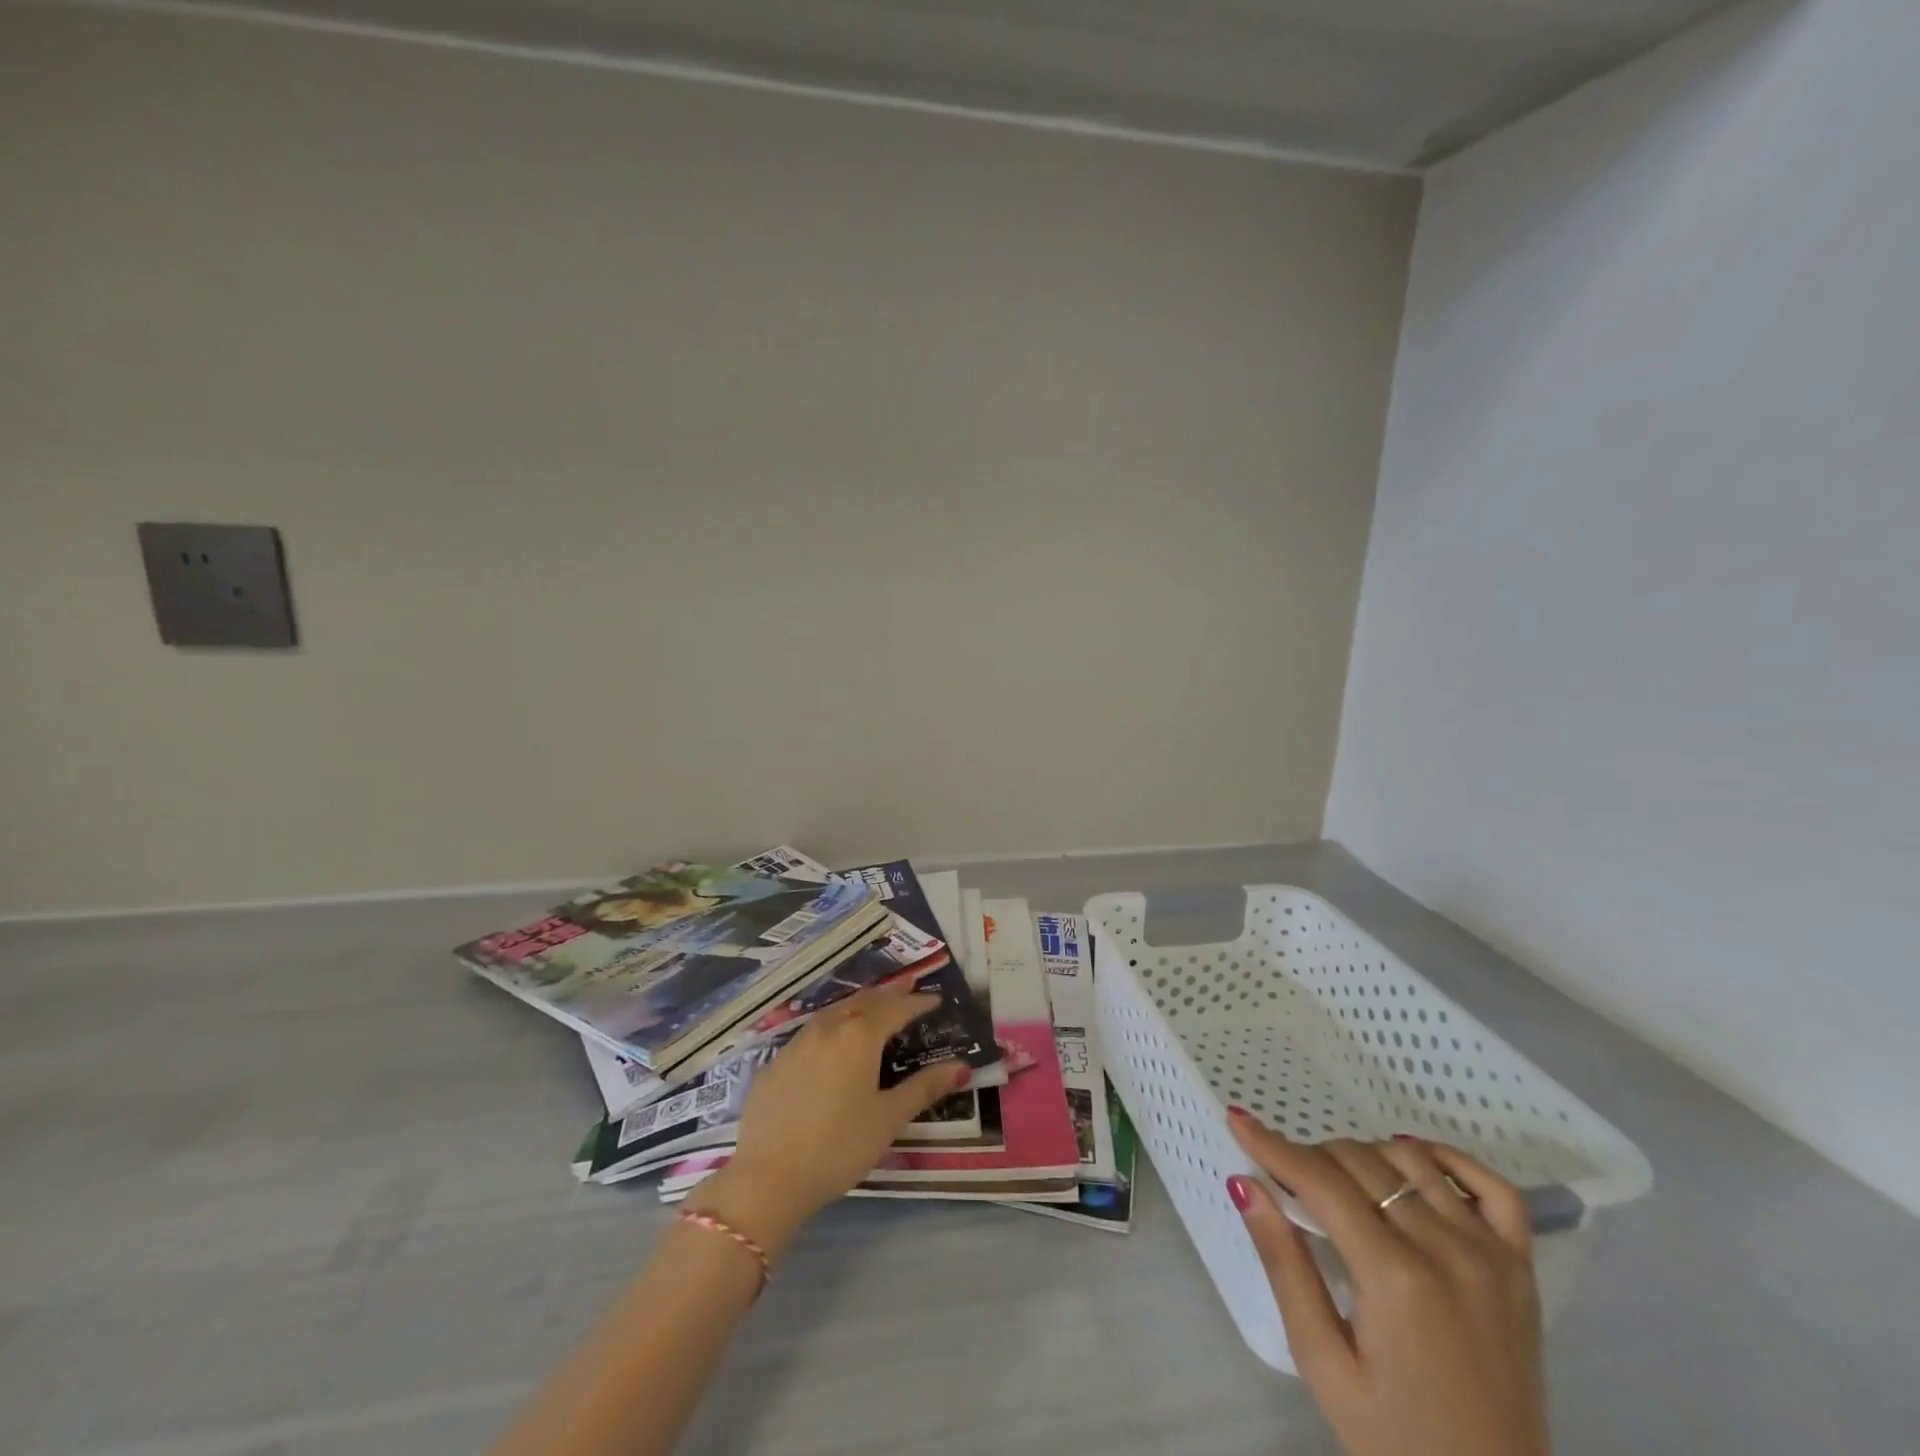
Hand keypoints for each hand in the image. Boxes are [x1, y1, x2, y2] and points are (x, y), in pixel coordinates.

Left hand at [687, 978, 963, 1260]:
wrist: (767, 1178)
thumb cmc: (839, 1146)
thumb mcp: (888, 1119)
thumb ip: (924, 1088)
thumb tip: (961, 1067)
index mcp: (859, 1036)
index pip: (896, 1009)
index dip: (917, 1002)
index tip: (935, 999)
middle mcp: (828, 1028)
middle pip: (863, 1002)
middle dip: (888, 994)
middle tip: (908, 988)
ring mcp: (795, 1044)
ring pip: (833, 1012)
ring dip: (857, 1006)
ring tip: (872, 1007)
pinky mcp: (773, 1065)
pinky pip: (809, 1034)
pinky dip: (830, 1028)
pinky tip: (830, 1043)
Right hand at [1226, 1113, 1548, 1455]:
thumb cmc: (1393, 1439)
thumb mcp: (1321, 1360)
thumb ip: (1283, 1264)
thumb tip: (1244, 1183)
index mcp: (1395, 1277)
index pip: (1321, 1181)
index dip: (1273, 1145)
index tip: (1239, 1121)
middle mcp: (1447, 1251)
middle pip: (1362, 1163)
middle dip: (1312, 1158)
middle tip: (1287, 1183)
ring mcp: (1492, 1258)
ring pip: (1412, 1163)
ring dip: (1364, 1157)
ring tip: (1340, 1185)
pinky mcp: (1522, 1271)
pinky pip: (1492, 1188)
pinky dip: (1450, 1160)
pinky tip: (1414, 1161)